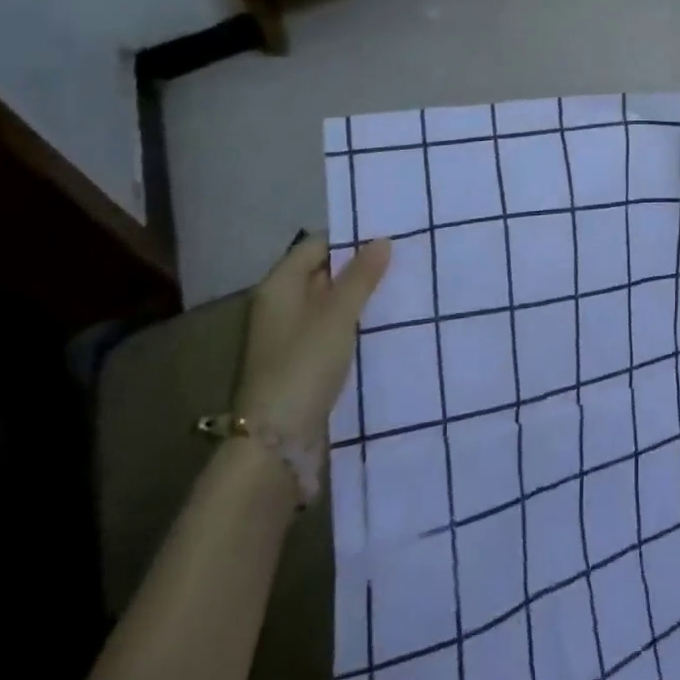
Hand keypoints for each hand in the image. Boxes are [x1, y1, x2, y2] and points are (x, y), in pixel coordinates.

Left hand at [235, 236, 389, 451]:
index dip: (350, 238)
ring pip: (331, 303)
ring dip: (361, 297)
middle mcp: (281, 305)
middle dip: (360, 268)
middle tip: (404, 260)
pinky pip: (333, 330)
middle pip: (323, 273)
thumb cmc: (303, 366)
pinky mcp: (303, 362)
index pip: (317, 245)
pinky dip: (355, 324)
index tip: (389, 235)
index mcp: (279, 286)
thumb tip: (382, 240)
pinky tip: (385, 323)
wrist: (275, 443)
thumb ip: (361, 276)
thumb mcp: (337, 315)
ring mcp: (290, 336)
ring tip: (402, 287)